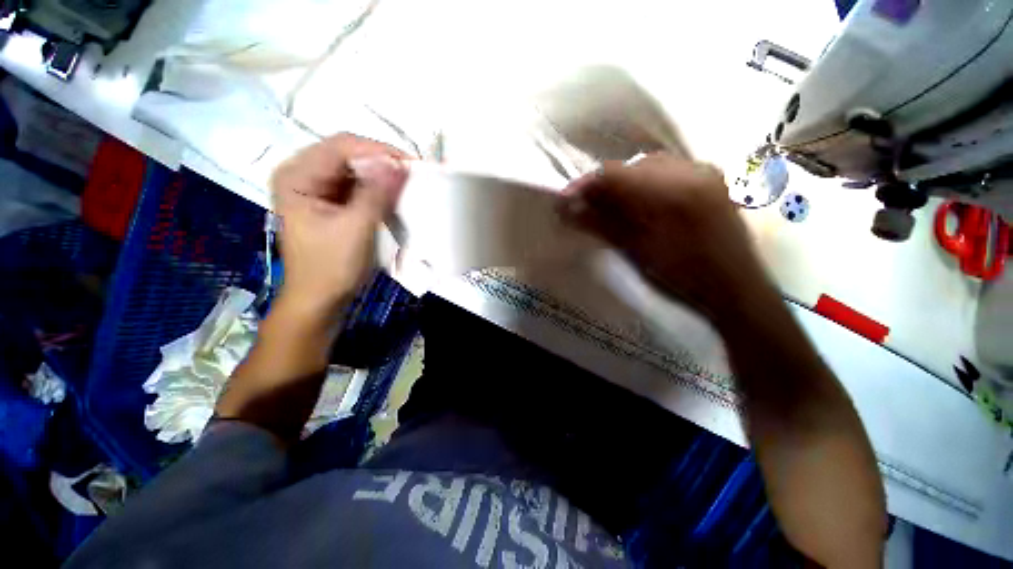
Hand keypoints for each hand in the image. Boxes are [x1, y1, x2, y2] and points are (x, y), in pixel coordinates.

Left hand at [270, 134, 408, 314]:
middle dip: (382, 162)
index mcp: (297, 176)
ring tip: (408, 184)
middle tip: (413, 174)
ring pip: (355, 169)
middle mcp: (303, 174)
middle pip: (348, 154)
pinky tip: (394, 196)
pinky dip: (378, 189)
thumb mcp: (356, 229)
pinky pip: (358, 186)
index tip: (411, 164)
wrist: (321, 299)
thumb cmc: (331, 267)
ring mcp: (317, 188)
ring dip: (382, 176)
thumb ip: (376, 194)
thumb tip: (398, 164)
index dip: (378, 150)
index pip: (341, 146)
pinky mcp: (331, 202)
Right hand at [558, 153, 770, 321]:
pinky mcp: (711, 178)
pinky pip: (668, 170)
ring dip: (624, 184)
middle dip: (603, 186)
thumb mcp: (634, 251)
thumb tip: (568, 210)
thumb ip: (600, 224)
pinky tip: (641, 203)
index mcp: (668, 192)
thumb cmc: (681, 276)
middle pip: (628, 167)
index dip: (584, 186)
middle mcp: (688, 170)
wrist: (734, 288)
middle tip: (587, 208)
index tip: (564, 200)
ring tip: (612, 207)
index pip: (612, 174)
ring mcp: (703, 171)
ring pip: (647, 166)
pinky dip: (646, 184)